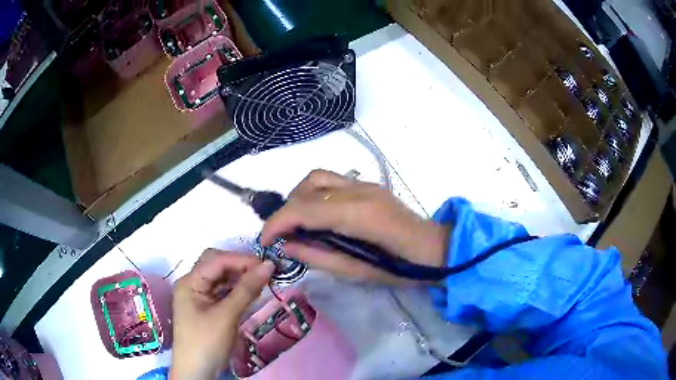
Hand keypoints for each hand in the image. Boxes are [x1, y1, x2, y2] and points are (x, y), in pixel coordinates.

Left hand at [170, 250, 274, 379]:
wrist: (197, 372)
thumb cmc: (207, 343)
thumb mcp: (227, 316)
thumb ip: (247, 289)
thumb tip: (269, 265)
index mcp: (190, 282)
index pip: (217, 260)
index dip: (242, 260)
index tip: (267, 266)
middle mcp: (192, 284)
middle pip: (217, 266)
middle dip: (240, 266)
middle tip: (264, 273)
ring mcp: (198, 297)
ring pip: (221, 279)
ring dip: (240, 278)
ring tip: (262, 283)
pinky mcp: (206, 308)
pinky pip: (222, 292)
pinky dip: (237, 291)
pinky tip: (251, 294)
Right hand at [261, 170, 450, 283]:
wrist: (435, 250)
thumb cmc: (401, 269)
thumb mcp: (357, 272)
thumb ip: (319, 256)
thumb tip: (285, 245)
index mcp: (359, 214)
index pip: (304, 209)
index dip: (277, 222)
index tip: (264, 240)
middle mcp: (359, 191)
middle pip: (307, 188)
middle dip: (286, 211)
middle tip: (282, 236)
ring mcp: (365, 184)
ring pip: (317, 178)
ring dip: (299, 198)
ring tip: (297, 224)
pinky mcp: (368, 185)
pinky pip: (330, 181)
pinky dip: (313, 195)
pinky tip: (317, 216)